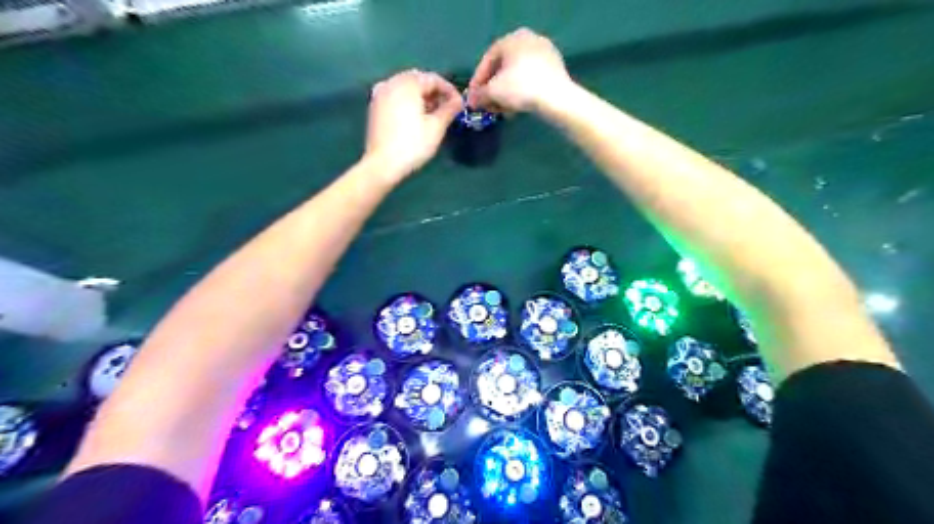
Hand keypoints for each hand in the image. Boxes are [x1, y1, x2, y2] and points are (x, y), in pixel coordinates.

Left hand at [366, 69, 465, 179]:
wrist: (382, 164)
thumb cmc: (413, 144)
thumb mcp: (436, 127)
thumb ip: (449, 109)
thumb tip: (459, 101)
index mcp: (407, 83)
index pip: (433, 79)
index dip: (450, 90)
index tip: (460, 105)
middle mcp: (391, 82)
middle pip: (418, 81)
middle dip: (435, 93)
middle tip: (448, 109)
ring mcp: (380, 94)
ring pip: (406, 88)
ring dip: (422, 98)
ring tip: (434, 115)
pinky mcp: (375, 107)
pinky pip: (396, 97)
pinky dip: (408, 102)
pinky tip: (417, 118)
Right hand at [465, 28, 568, 112]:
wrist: (556, 98)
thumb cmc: (520, 88)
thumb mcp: (493, 92)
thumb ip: (479, 95)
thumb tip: (472, 101)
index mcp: (512, 38)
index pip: (488, 60)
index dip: (477, 81)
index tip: (473, 98)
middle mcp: (529, 40)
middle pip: (503, 68)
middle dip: (493, 90)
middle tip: (488, 106)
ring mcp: (545, 53)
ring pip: (517, 75)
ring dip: (506, 94)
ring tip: (502, 111)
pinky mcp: (555, 68)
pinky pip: (531, 80)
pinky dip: (521, 93)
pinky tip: (517, 108)